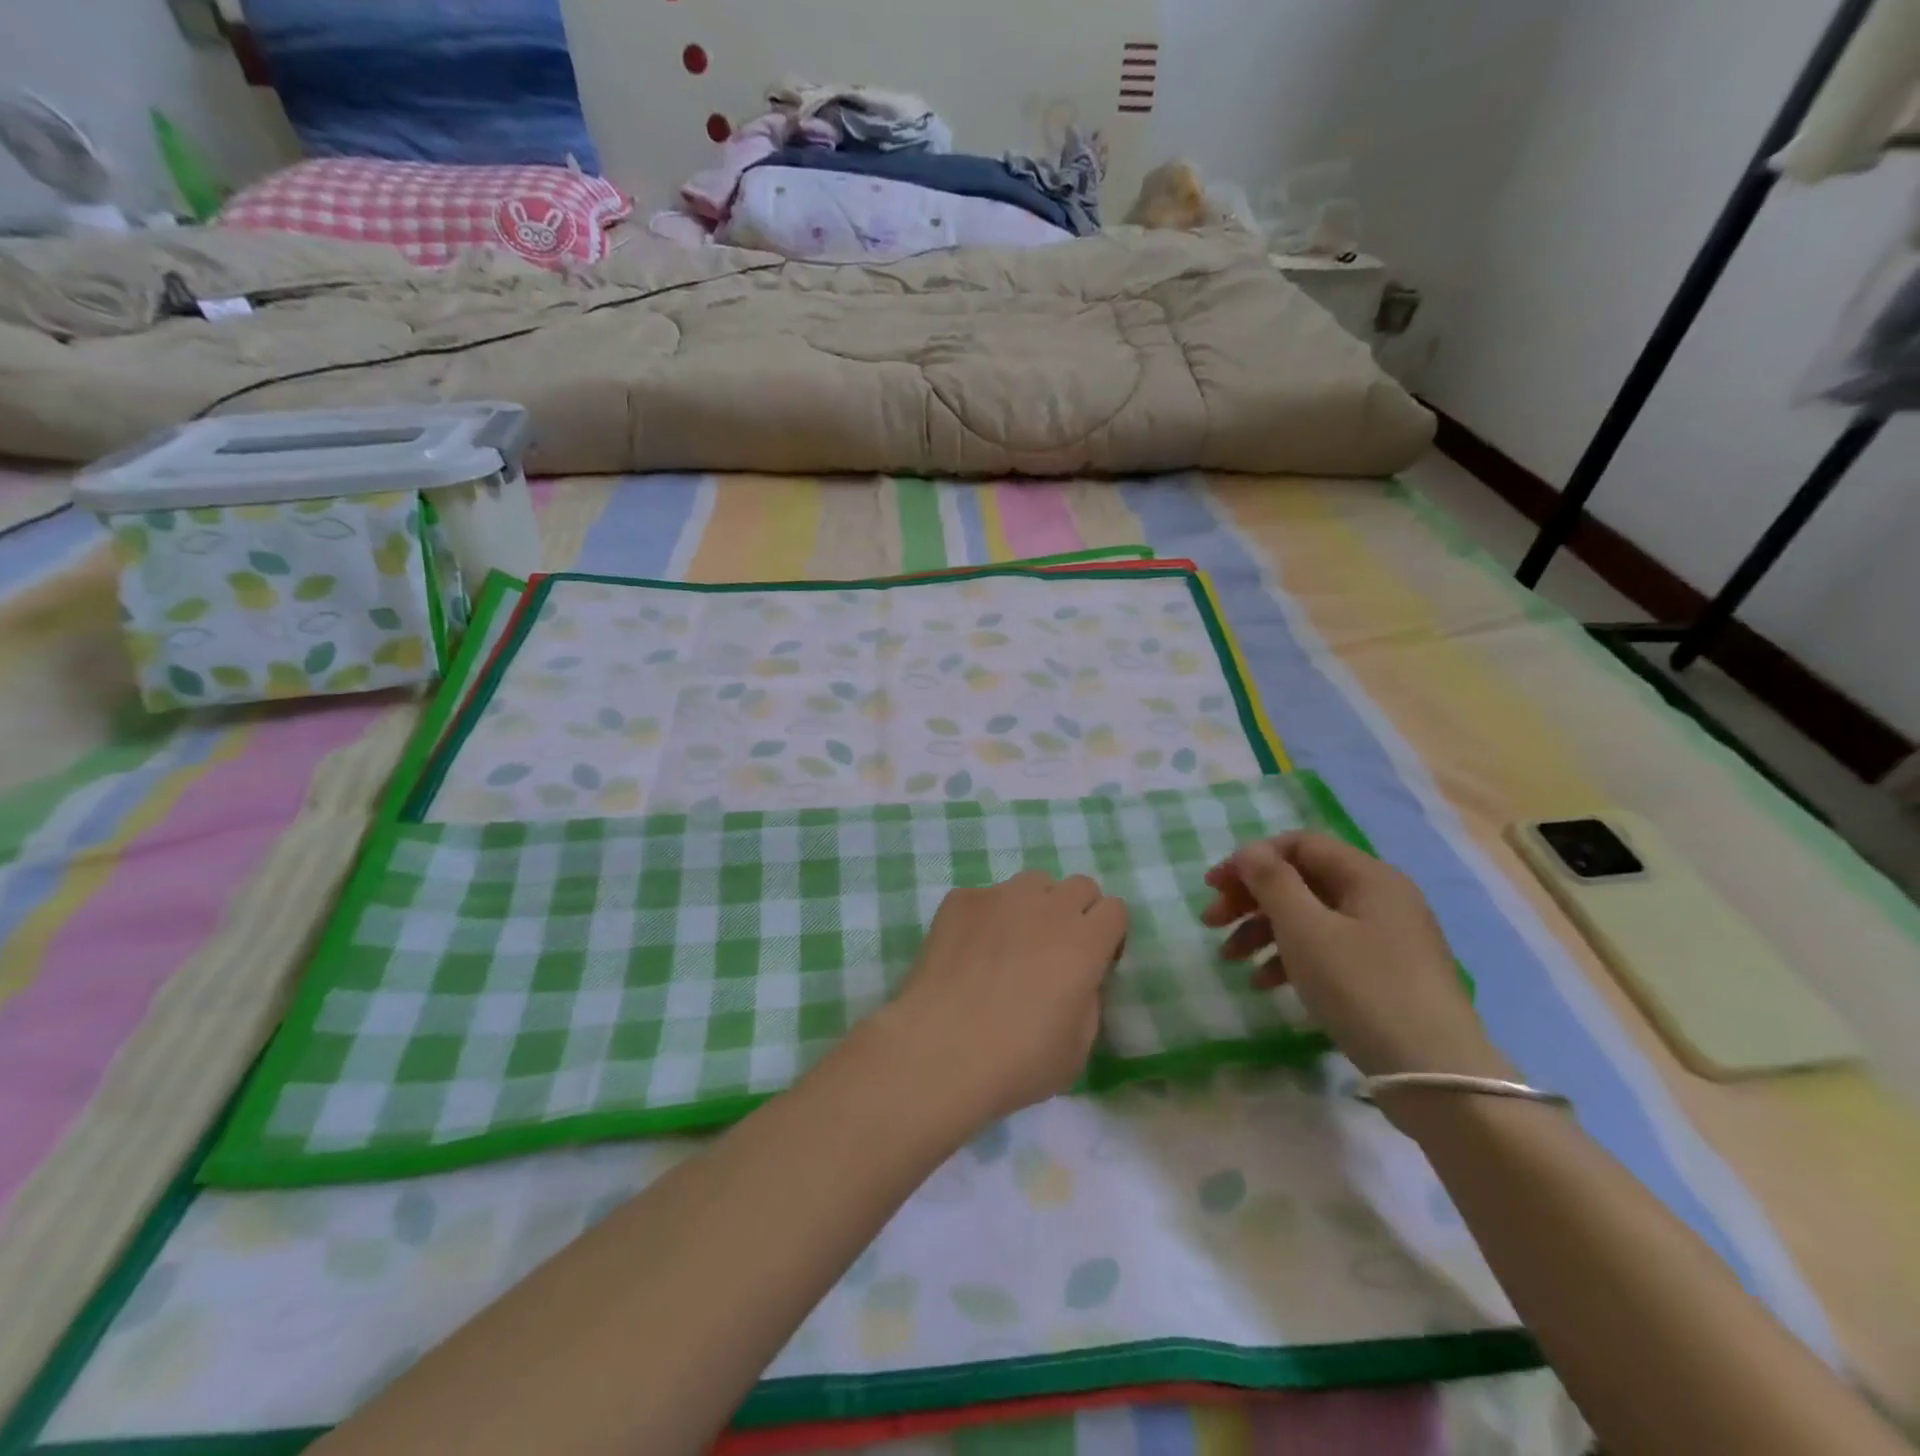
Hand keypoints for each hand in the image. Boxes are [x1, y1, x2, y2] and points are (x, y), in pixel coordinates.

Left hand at [878, 871, 1127, 1126]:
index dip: (1108, 934)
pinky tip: (968, 953)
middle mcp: (1047, 906)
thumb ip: (1088, 999)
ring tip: (1010, 945)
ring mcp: (999, 896)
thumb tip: (1077, 978)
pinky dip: (984, 918)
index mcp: (1084, 941)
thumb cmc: (1018, 1061)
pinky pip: (984, 897)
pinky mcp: (960, 900)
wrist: (941, 1050)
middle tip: (1056, 951)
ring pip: (1032, 883)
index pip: (1115, 908)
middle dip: (1076, 912)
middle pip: (1079, 886)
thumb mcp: (1078, 1047)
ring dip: (1033, 907)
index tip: (1094, 961)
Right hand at [1201, 832, 1508, 1082]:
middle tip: (1210, 922)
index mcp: (1367, 875)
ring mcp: (1386, 937)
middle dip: (1250, 898)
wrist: (1436, 1074)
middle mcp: (1380, 897)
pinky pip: (1328, 948)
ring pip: (1310, 917)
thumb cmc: (1362, 988)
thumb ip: (1272, 881)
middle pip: (1301, 880)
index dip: (1251, 859)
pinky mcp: (1385, 973)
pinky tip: (1264, 982)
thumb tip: (1251, 853)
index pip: (1298, 844)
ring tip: (1229, 958)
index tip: (1213, 886)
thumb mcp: (1305, 929)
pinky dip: (1291, 957)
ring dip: (1263, 930)